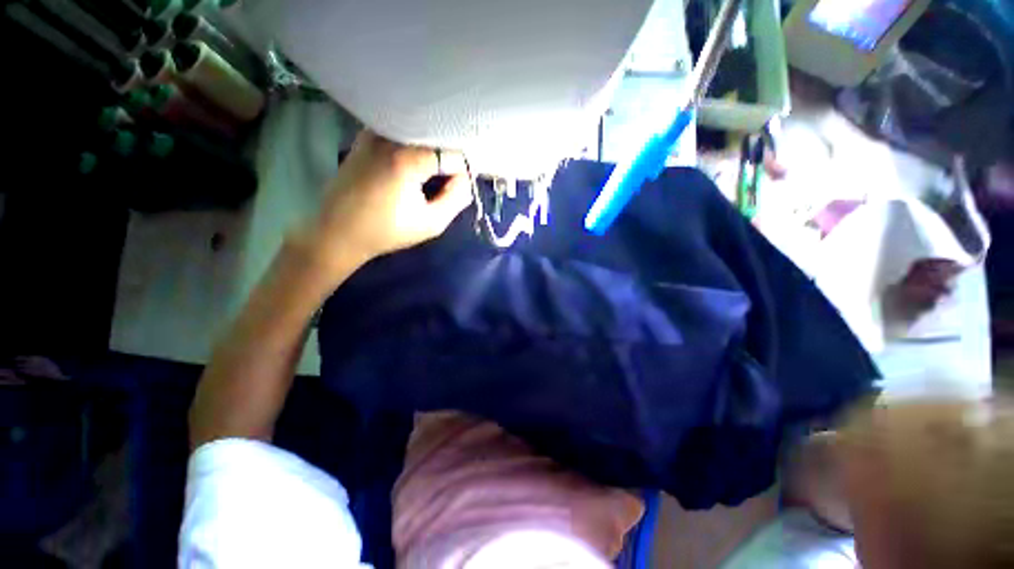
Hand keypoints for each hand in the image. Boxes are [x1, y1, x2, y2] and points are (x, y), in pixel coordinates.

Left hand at [301, 131, 471, 273]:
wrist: (338, 232)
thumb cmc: (387, 231)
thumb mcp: (432, 223)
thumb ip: (457, 198)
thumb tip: (466, 179)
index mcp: (407, 158)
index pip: (453, 154)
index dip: (463, 172)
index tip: (460, 188)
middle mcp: (390, 136)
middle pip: (437, 137)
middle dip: (448, 159)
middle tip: (448, 183)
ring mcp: (374, 132)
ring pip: (419, 133)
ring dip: (431, 152)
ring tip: (430, 176)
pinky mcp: (365, 137)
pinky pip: (400, 134)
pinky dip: (413, 147)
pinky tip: (410, 167)